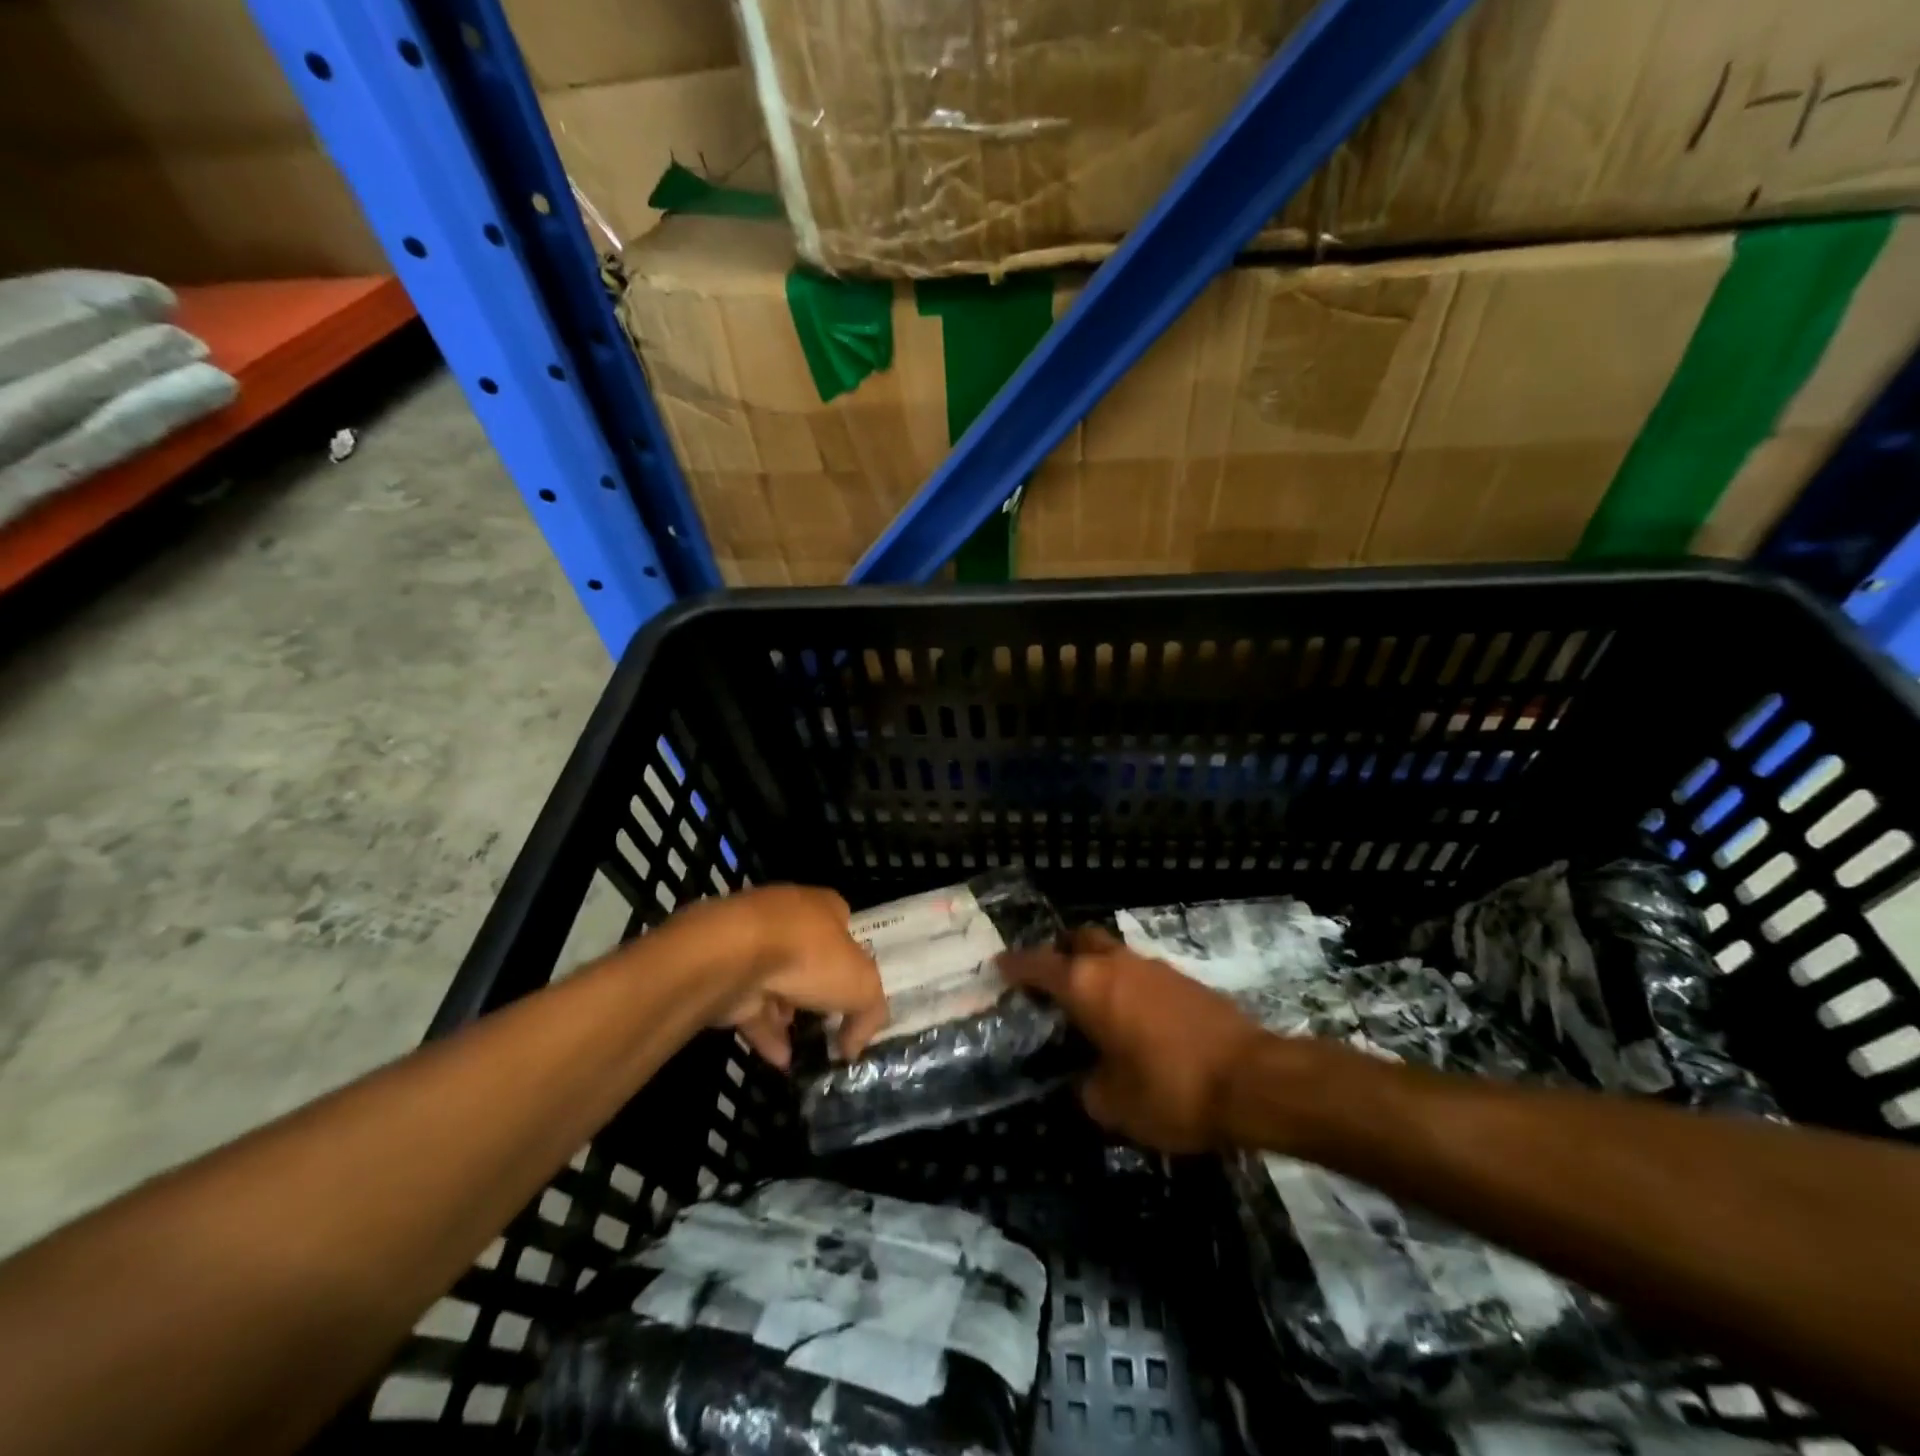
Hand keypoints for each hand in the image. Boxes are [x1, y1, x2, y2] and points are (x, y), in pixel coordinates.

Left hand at [690, 886, 887, 1069]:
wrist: (734, 955)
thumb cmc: (808, 955)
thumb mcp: (862, 985)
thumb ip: (869, 1013)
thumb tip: (854, 1045)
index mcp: (824, 906)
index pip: (844, 928)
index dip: (854, 960)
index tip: (857, 994)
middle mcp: (788, 917)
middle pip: (810, 956)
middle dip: (819, 990)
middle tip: (830, 1025)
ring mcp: (752, 944)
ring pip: (777, 981)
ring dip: (789, 1016)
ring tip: (804, 1051)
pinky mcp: (726, 972)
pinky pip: (751, 1005)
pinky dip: (766, 1032)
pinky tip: (779, 1060)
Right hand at [1000, 926, 1268, 1152]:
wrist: (1253, 1080)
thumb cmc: (1170, 1090)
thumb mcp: (1115, 1105)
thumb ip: (1090, 1088)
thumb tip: (1089, 1080)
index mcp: (1088, 986)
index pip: (1039, 965)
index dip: (1016, 965)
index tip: (1000, 965)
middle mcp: (1117, 965)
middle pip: (1079, 940)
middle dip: (1060, 953)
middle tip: (1049, 981)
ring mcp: (1154, 968)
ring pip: (1112, 955)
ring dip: (1097, 970)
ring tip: (1092, 1007)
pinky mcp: (1185, 981)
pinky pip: (1141, 973)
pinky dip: (1127, 987)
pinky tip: (1133, 1021)